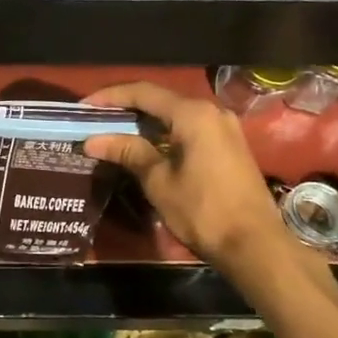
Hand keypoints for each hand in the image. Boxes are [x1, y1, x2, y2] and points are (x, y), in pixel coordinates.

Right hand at [82, 81, 289, 271]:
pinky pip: (189, 128)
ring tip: (113, 133)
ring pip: (175, 115)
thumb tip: (93, 140)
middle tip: (95, 120)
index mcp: (193, 114)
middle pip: (160, 100)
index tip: (84, 108)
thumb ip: (128, 152)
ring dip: (144, 122)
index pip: (143, 93)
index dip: (110, 97)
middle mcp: (211, 111)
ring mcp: (224, 128)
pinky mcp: (229, 146)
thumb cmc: (202, 210)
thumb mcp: (158, 181)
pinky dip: (163, 133)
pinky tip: (145, 147)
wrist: (254, 245)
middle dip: (125, 108)